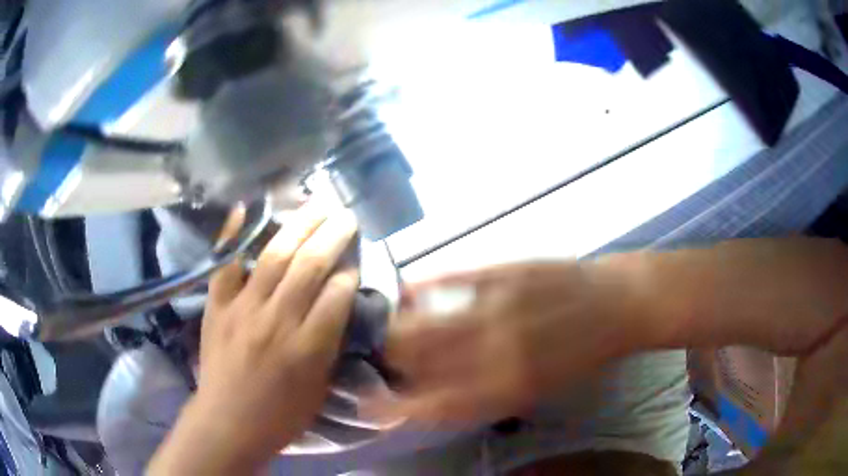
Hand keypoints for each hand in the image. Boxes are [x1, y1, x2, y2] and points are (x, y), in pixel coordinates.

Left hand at [149, 205, 358, 473]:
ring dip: (299, 226)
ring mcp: (242, 309)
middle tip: (345, 215)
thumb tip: (337, 302)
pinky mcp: (217, 306)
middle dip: (332, 236)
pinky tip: (246, 208)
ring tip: (316, 204)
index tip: (355, 260)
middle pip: (309, 267)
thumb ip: (329, 343)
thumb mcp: (318, 387)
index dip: (349, 273)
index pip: (336, 296)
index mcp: (307, 349)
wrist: (227, 422)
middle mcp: (276, 322)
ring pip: (274, 256)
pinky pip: (225, 264)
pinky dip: (233, 235)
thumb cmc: (280, 415)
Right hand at [381, 261, 640, 424]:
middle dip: (389, 363)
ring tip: (386, 329)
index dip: (396, 407)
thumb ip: (489, 396)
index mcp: (506, 388)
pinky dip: (423, 286)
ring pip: (426, 322)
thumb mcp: (540, 390)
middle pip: (420, 361)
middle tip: (380, 360)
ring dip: (398, 328)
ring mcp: (497, 307)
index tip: (371, 405)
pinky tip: (406, 289)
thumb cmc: (582, 355)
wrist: (616, 304)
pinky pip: (452, 279)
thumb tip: (442, 397)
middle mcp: (495, 352)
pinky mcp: (503, 272)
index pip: (433, 404)